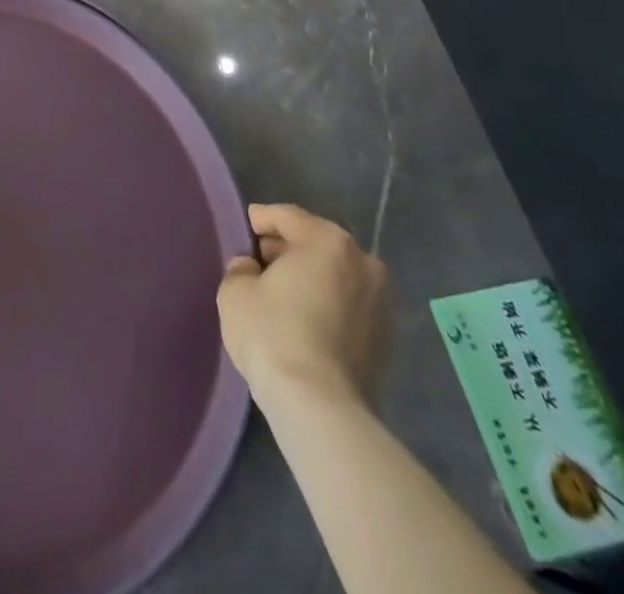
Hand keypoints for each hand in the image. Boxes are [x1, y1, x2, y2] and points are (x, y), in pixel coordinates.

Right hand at [216, 203, 389, 416]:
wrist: (319, 407)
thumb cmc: (272, 333)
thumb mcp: (235, 289)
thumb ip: (242, 268)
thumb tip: (253, 270)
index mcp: (328, 240)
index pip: (286, 216)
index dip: (259, 221)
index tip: (243, 232)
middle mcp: (364, 262)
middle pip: (316, 243)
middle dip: (287, 250)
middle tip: (258, 263)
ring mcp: (381, 303)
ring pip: (335, 276)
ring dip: (310, 279)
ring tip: (282, 295)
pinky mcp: (387, 340)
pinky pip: (348, 306)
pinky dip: (327, 305)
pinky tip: (304, 322)